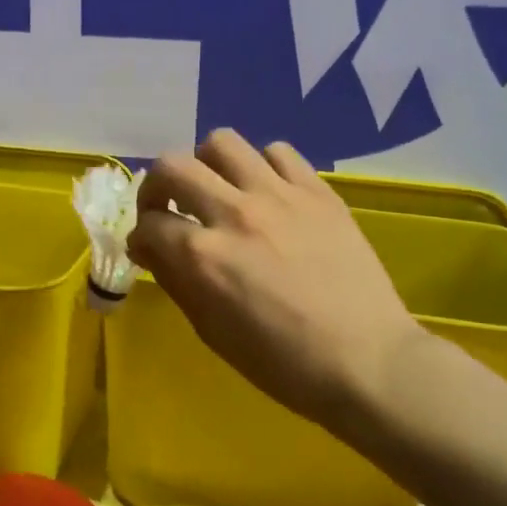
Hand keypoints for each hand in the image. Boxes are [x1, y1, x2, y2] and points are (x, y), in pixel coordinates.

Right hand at [128, 129, 426, 435]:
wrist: (367, 362)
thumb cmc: (282, 363)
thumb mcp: (211, 332)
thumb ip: (176, 281)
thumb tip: (153, 250)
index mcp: (203, 256)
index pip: (148, 225)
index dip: (139, 238)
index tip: (147, 249)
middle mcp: (234, 213)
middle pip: (172, 166)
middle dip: (156, 187)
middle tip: (167, 208)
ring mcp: (279, 196)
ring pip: (222, 143)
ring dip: (207, 165)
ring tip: (217, 190)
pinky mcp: (318, 191)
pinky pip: (278, 152)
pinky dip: (261, 167)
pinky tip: (267, 193)